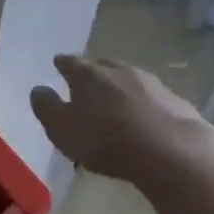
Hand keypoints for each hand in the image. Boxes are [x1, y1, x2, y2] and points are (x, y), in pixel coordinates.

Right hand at [30, 55, 213, 184]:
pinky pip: (152, 96)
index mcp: (87, 74)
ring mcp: (150, 82)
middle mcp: (118, 70)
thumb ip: (46, 107)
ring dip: (120, 85)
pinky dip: (144, 102)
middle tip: (87, 83)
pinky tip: (145, 117)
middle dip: (93, 71)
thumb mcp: (62, 130)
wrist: (172, 151)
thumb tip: (38, 89)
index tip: (58, 66)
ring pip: (129, 77)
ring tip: (116, 100)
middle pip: (101, 64)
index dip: (62, 64)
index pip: (69, 62)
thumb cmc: (106, 140)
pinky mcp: (175, 99)